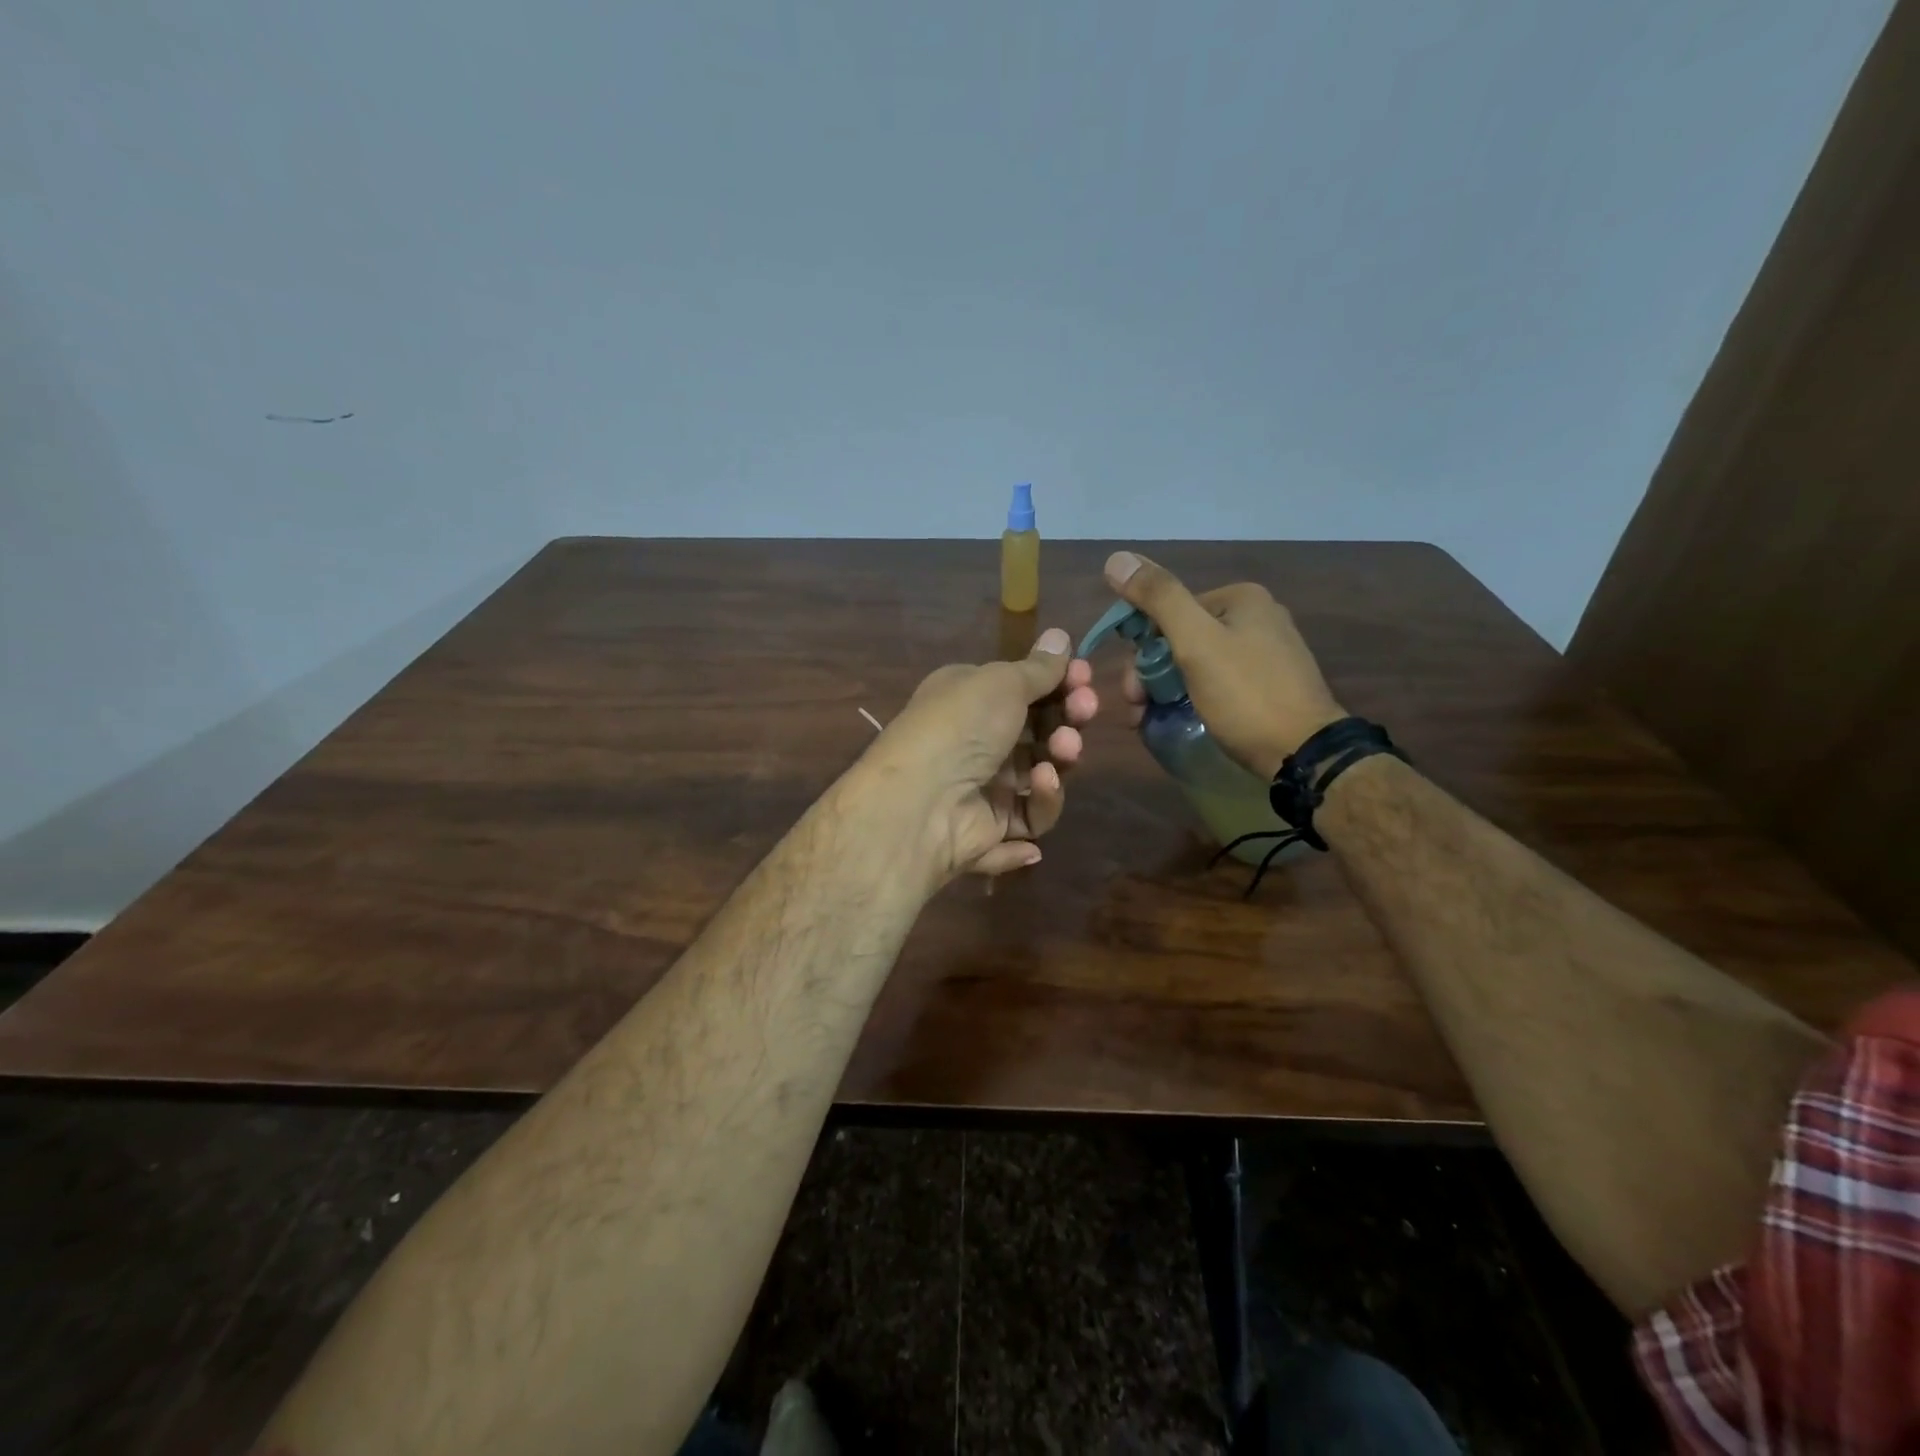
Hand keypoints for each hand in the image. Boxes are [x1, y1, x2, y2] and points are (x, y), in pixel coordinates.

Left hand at [854, 627, 1098, 884]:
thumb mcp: (1001, 683)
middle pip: (1039, 729)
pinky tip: (1041, 785)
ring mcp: (985, 785)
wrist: (922, 801)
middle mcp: (976, 739)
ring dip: (1060, 757)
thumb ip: (1038, 668)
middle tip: (1084, 708)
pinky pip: (1032, 814)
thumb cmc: (960, 725)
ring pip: (1042, 771)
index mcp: (969, 698)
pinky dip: (1043, 800)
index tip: (1083, 676)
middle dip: (1068, 716)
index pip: (1023, 688)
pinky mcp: (994, 827)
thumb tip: (1060, 636)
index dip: (1058, 682)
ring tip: (1063, 748)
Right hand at [1105, 551, 1343, 777]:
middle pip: (1180, 638)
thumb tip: (1116, 558)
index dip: (1140, 649)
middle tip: (1139, 709)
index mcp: (1240, 598)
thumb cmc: (1246, 694)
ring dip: (1165, 688)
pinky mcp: (1267, 684)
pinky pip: (1215, 681)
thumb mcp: (1196, 643)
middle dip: (1151, 674)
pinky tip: (1179, 717)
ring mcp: (1264, 652)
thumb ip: (1158, 598)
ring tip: (1150, 720)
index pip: (1168, 611)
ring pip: (1194, 662)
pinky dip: (1191, 697)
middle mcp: (1255, 616)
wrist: (1304, 753)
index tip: (1131, 689)